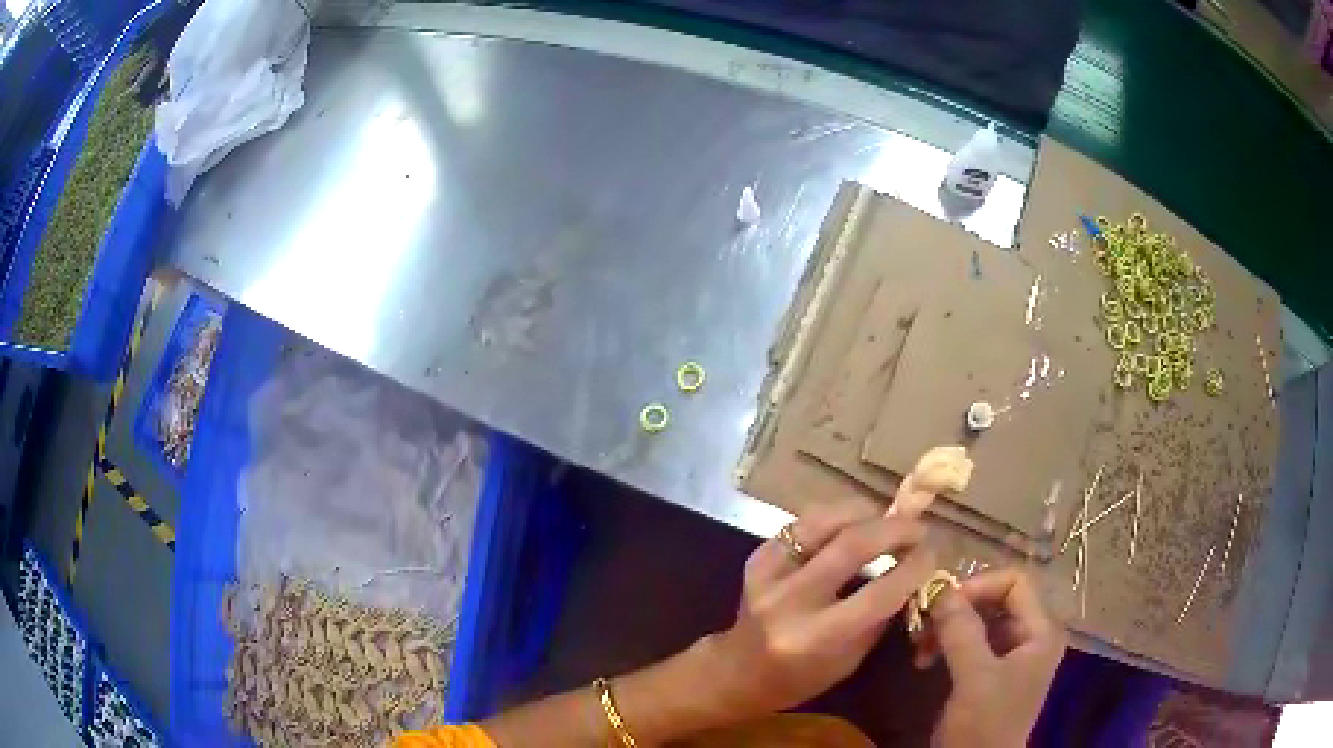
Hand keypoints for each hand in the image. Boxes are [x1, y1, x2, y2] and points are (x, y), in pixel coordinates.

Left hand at [701, 503, 935, 716]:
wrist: (737, 672)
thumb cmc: (800, 677)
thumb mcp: (849, 660)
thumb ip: (880, 616)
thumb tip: (914, 571)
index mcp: (816, 638)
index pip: (879, 593)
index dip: (914, 568)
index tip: (932, 555)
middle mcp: (790, 601)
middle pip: (853, 544)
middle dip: (895, 530)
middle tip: (918, 529)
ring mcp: (768, 575)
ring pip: (824, 520)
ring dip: (864, 513)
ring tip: (886, 521)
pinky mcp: (756, 558)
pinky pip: (801, 523)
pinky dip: (833, 517)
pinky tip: (851, 524)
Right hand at [921, 568, 1065, 747]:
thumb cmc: (985, 724)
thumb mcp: (974, 678)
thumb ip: (962, 630)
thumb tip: (938, 588)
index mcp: (1041, 630)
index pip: (1015, 582)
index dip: (978, 586)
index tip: (941, 605)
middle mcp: (1031, 634)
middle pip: (996, 598)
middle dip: (958, 608)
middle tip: (922, 624)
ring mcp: (1012, 653)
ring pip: (979, 619)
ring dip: (947, 627)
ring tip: (918, 645)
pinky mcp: (991, 670)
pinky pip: (970, 640)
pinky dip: (946, 643)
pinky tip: (925, 658)